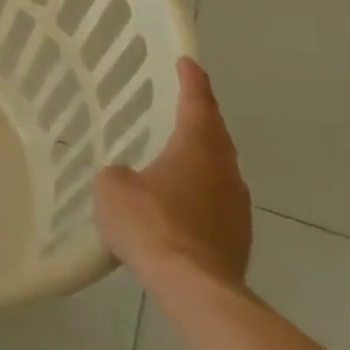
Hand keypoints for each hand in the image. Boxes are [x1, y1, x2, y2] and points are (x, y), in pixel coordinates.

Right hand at [93, 57, 251, 287]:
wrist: (194, 287)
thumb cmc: (150, 223)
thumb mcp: (112, 186)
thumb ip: (119, 172)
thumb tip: (129, 178)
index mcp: (197, 147)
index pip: (196, 102)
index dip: (190, 80)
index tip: (186, 62)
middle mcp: (225, 170)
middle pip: (214, 135)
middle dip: (200, 118)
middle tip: (182, 105)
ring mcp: (237, 206)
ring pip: (218, 170)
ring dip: (201, 159)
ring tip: (175, 156)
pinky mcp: (237, 237)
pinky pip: (216, 201)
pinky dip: (199, 193)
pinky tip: (178, 204)